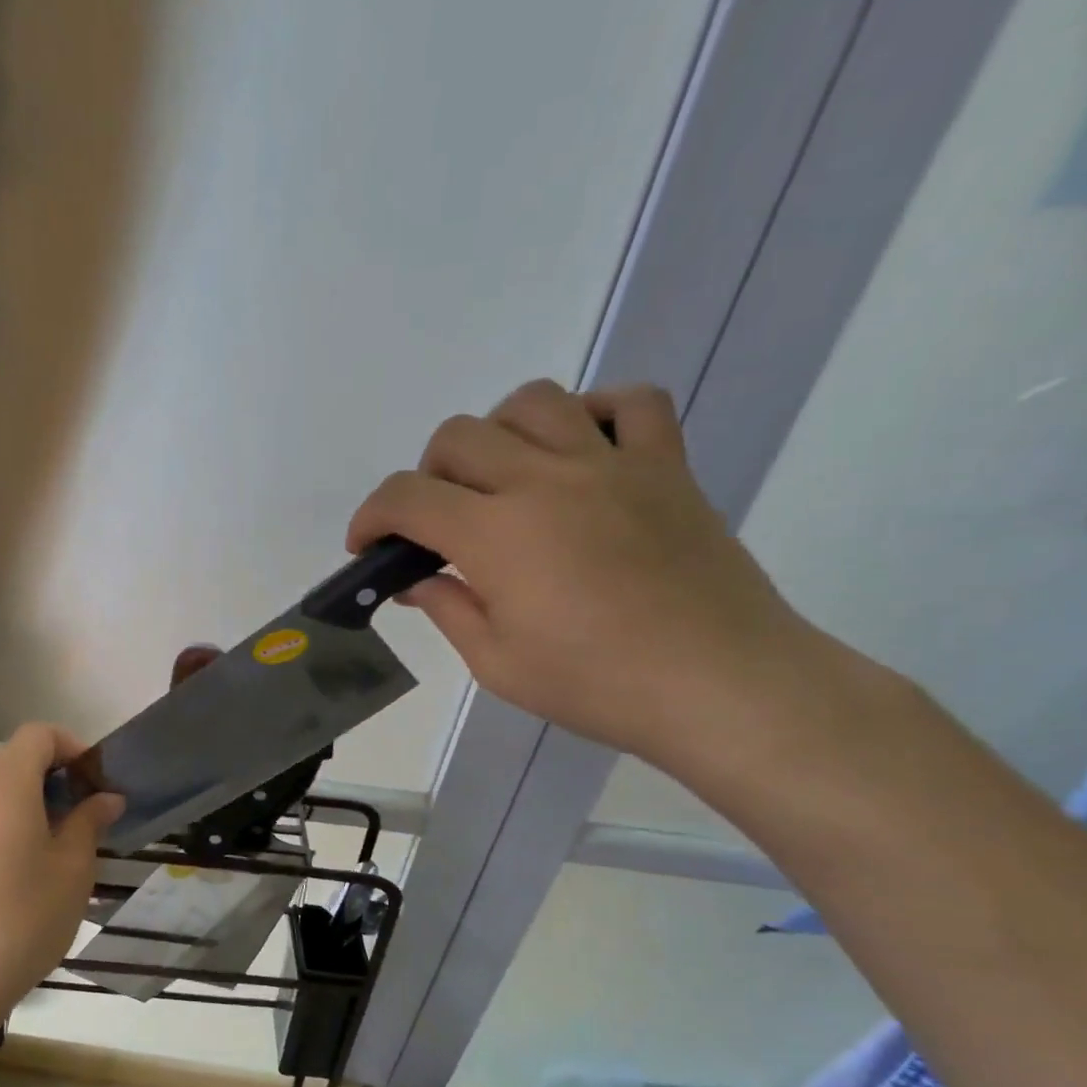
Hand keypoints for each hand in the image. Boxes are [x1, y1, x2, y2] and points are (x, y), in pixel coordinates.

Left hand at [0, 724, 122, 1032]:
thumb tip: (106, 798)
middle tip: (88, 816)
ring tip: (62, 845)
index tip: (98, 784)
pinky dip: (9, 822)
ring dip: (34, 801)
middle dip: (57, 776)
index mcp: (5, 784)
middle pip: (16, 759)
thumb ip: (89, 822)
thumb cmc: (23, 917)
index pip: (39, 735)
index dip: (73, 747)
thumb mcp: (73, 868)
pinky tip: (27, 869)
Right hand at [347, 379, 815, 764]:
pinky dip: (593, 414)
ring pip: (533, 402)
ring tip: (501, 481)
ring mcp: (611, 464)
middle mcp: (545, 481)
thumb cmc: (596, 684)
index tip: (367, 547)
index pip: (407, 497)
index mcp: (496, 534)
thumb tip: (417, 580)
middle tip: (437, 527)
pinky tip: (579, 454)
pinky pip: (630, 402)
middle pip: (458, 436)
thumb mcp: (497, 662)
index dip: (371, 517)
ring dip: (497, 434)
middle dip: (425, 477)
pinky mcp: (665, 466)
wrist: (719, 684)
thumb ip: (447, 608)